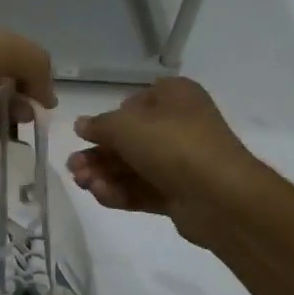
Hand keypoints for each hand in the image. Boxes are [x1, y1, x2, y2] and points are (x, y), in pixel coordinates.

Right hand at [68, 77, 257, 241]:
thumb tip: (82, 125)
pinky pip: (143, 189)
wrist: (220, 196)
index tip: (89, 134)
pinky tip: (100, 195)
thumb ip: (99, 126)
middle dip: (98, 155)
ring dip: (104, 175)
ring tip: (82, 184)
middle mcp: (179, 126)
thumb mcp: (125, 126)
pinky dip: (121, 192)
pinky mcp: (179, 194)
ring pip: (133, 167)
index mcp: (175, 97)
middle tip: (73, 168)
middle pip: (129, 140)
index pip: (135, 103)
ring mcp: (181, 162)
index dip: (110, 118)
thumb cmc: (172, 145)